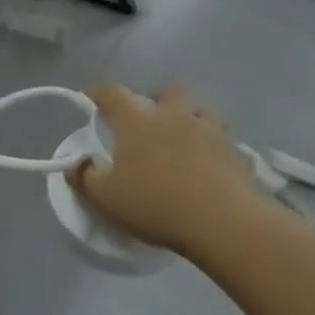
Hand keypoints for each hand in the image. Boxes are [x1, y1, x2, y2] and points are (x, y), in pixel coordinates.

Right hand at [68, 85, 273, 257]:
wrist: (223, 222)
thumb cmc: (155, 205)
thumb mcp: (106, 198)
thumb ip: (84, 178)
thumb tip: (77, 163)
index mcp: (138, 121)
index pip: (113, 93)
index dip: (99, 93)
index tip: (91, 99)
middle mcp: (174, 116)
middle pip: (167, 91)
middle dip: (156, 99)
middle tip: (149, 120)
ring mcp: (210, 131)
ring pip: (201, 111)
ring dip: (190, 119)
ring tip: (184, 140)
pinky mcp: (237, 152)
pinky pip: (224, 141)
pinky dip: (215, 148)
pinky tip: (211, 166)